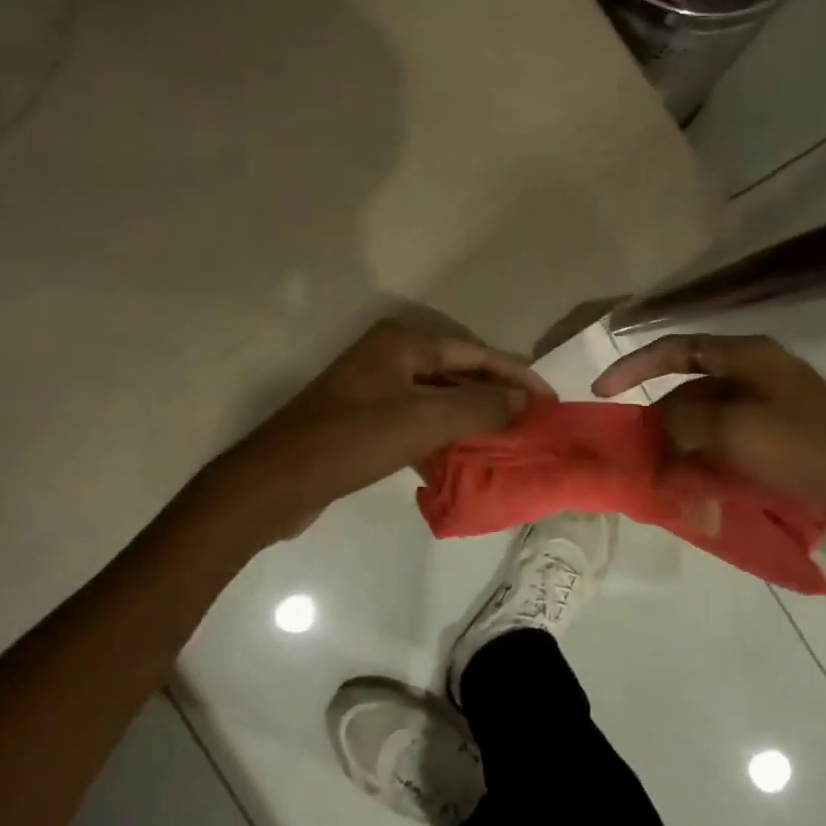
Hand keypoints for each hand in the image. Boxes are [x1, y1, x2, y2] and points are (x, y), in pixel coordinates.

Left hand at [215, 319, 551, 539]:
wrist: (275, 482)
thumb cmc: (351, 441)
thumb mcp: (423, 421)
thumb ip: (480, 406)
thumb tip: (524, 399)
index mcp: (403, 343)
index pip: (476, 353)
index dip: (516, 375)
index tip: (549, 400)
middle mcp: (390, 357)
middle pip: (459, 373)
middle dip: (496, 398)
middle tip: (533, 422)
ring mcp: (375, 389)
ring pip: (439, 400)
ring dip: (471, 421)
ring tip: (507, 444)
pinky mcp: (365, 420)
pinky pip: (418, 423)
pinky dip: (442, 439)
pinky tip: (460, 463)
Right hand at [591, 333, 825, 557]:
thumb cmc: (806, 447)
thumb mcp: (735, 431)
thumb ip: (685, 422)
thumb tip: (659, 427)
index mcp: (746, 356)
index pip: (675, 348)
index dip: (634, 365)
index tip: (603, 391)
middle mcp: (757, 371)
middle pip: (690, 387)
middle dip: (661, 419)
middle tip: (640, 452)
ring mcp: (772, 403)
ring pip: (709, 418)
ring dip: (684, 444)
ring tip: (666, 476)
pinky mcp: (783, 435)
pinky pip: (731, 440)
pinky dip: (710, 457)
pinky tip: (699, 485)